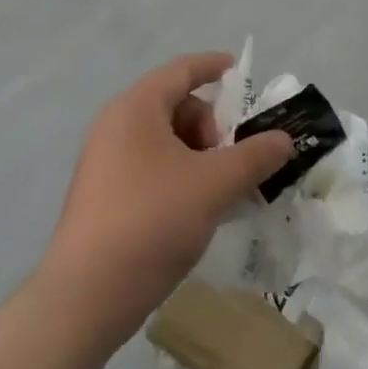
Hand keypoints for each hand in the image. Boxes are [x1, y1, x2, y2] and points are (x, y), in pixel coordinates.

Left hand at [37, 53, 292, 338]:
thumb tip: (284, 139)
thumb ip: (255, 156)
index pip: (182, 70)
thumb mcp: (215, 184)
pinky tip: (197, 209)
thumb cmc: (151, 222)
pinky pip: (151, 167)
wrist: (83, 302)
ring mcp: (104, 164)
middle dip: (212, 126)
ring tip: (219, 190)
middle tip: (233, 158)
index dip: (214, 66)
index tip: (241, 73)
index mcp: (136, 109)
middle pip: (176, 106)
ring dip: (199, 155)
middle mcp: (115, 127)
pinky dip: (180, 175)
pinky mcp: (102, 197)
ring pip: (165, 140)